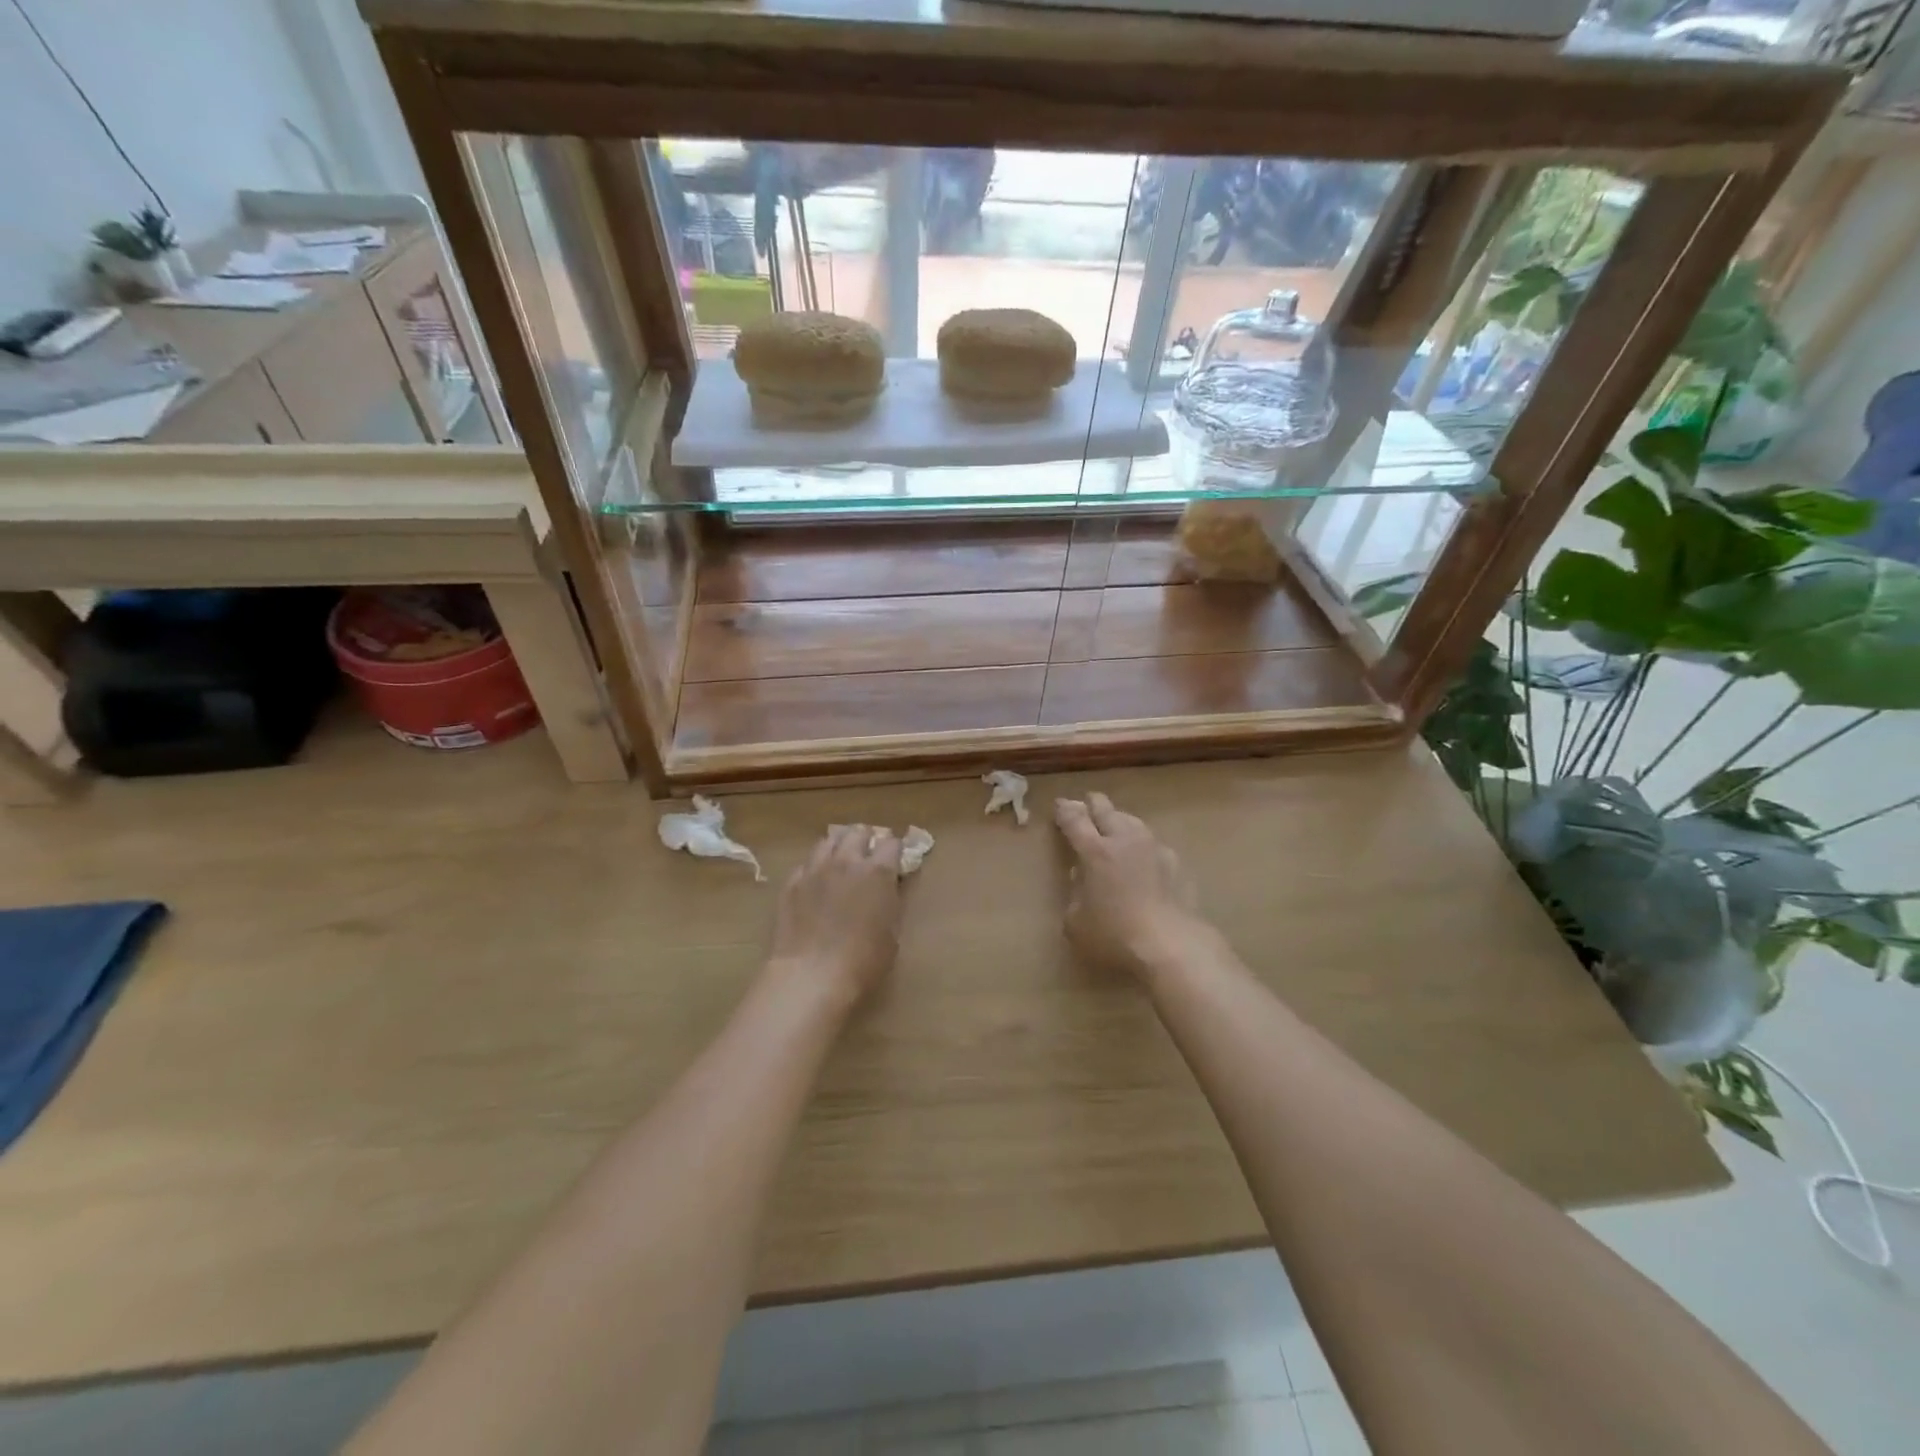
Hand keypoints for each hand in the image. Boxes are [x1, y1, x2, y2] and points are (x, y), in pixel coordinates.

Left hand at [767, 824, 903, 1004]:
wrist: (811, 975)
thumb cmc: (863, 961)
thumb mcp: (891, 932)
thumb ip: (890, 902)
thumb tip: (887, 890)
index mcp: (878, 872)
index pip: (892, 843)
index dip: (895, 848)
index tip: (896, 858)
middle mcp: (847, 861)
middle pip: (858, 832)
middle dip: (867, 840)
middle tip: (869, 855)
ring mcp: (816, 869)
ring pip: (829, 840)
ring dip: (839, 845)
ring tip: (841, 860)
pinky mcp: (792, 883)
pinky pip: (806, 864)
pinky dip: (816, 867)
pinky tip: (816, 882)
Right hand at [1054, 792, 1207, 979]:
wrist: (1171, 945)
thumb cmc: (1115, 936)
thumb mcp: (1076, 921)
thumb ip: (1075, 893)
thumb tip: (1080, 876)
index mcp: (1094, 851)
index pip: (1074, 819)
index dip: (1064, 810)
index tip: (1059, 805)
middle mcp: (1123, 840)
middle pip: (1105, 808)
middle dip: (1091, 804)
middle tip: (1084, 805)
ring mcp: (1152, 847)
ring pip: (1131, 820)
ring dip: (1118, 819)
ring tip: (1113, 826)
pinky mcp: (1175, 861)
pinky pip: (1152, 842)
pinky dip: (1141, 843)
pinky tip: (1142, 855)